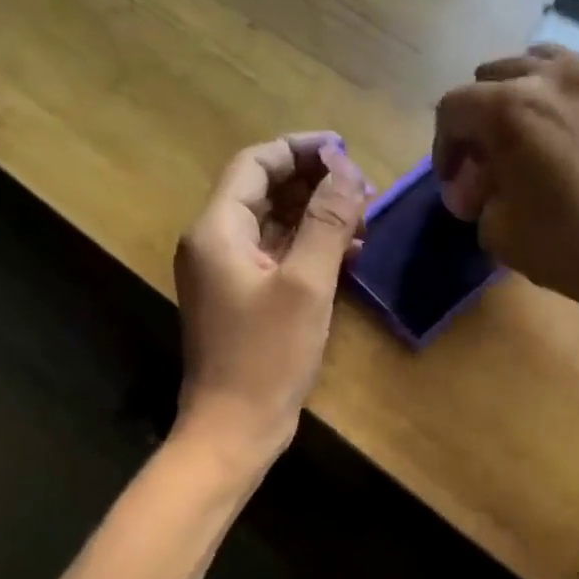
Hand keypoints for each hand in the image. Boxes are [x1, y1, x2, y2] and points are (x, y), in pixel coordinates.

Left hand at [172, 132, 367, 467]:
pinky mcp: (241, 299)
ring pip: (273, 224)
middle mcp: (214, 243)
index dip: (299, 150)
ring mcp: (226, 273)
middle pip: (263, 191)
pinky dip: (308, 248)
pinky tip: (348, 254)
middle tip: (363, 187)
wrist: (234, 428)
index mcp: (217, 229)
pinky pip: (275, 257)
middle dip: (313, 183)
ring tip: (364, 217)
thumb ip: (328, 222)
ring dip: (315, 215)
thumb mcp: (306, 284)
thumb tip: (346, 169)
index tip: (345, 150)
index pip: (255, 164)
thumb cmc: (267, 356)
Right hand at [434, 45, 578, 325]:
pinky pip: (577, 79)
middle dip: (478, 119)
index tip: (454, 182)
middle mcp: (549, 78)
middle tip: (484, 161)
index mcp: (509, 109)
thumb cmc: (565, 245)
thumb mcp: (497, 230)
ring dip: (517, 95)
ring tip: (522, 136)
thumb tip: (479, 184)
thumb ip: (478, 195)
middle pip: (491, 78)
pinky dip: (557, 99)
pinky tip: (563, 137)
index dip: (443, 147)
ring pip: (536, 64)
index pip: (453, 108)